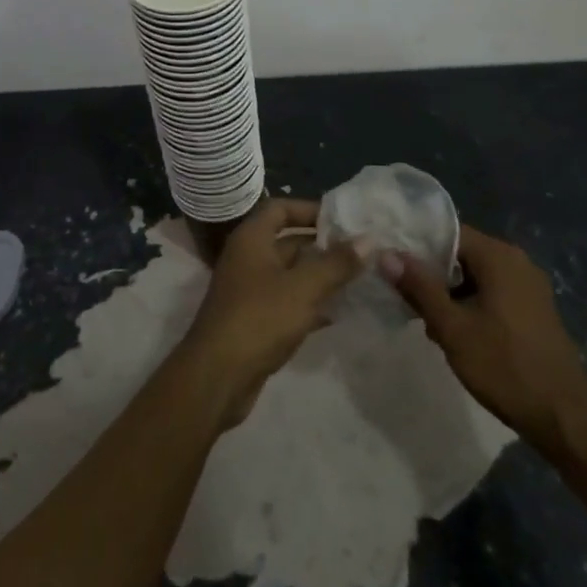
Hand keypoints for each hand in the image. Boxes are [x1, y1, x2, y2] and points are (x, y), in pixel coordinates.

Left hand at [179, 198, 359, 428]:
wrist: (217, 377)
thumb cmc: (259, 319)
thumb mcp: (303, 288)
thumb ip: (336, 263)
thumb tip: (369, 239)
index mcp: (251, 240)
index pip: (280, 208)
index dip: (309, 209)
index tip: (342, 219)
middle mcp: (247, 259)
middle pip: (288, 242)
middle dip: (322, 246)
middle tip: (361, 251)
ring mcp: (249, 291)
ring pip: (290, 275)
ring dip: (320, 276)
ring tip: (358, 280)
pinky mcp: (255, 321)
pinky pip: (287, 302)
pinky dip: (310, 304)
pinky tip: (338, 313)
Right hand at [381, 225, 586, 462]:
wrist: (563, 416)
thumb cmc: (504, 366)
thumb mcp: (452, 327)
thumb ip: (419, 288)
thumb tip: (388, 255)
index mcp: (499, 256)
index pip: (448, 233)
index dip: (417, 246)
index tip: (393, 264)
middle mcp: (517, 261)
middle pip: (461, 254)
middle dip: (433, 276)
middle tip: (406, 300)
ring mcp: (529, 286)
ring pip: (476, 277)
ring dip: (450, 294)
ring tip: (428, 323)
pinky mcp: (533, 309)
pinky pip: (493, 293)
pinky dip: (471, 305)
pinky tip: (457, 334)